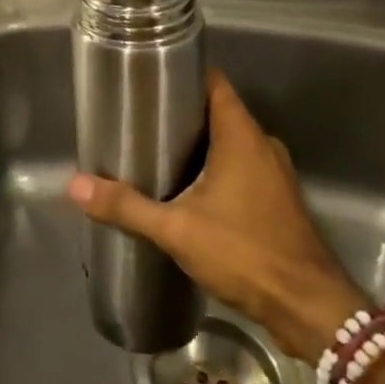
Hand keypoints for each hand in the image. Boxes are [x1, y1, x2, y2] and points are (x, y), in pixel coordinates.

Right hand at [68, 69, 366, 359]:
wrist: (310, 310)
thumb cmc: (246, 254)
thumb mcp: (177, 229)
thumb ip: (127, 205)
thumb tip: (75, 186)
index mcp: (242, 136)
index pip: (214, 83)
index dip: (183, 73)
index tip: (148, 76)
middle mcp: (262, 146)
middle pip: (217, 112)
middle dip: (180, 113)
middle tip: (138, 118)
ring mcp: (274, 175)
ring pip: (229, 143)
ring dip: (197, 144)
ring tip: (154, 151)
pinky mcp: (277, 201)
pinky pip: (240, 168)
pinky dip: (214, 169)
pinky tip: (186, 190)